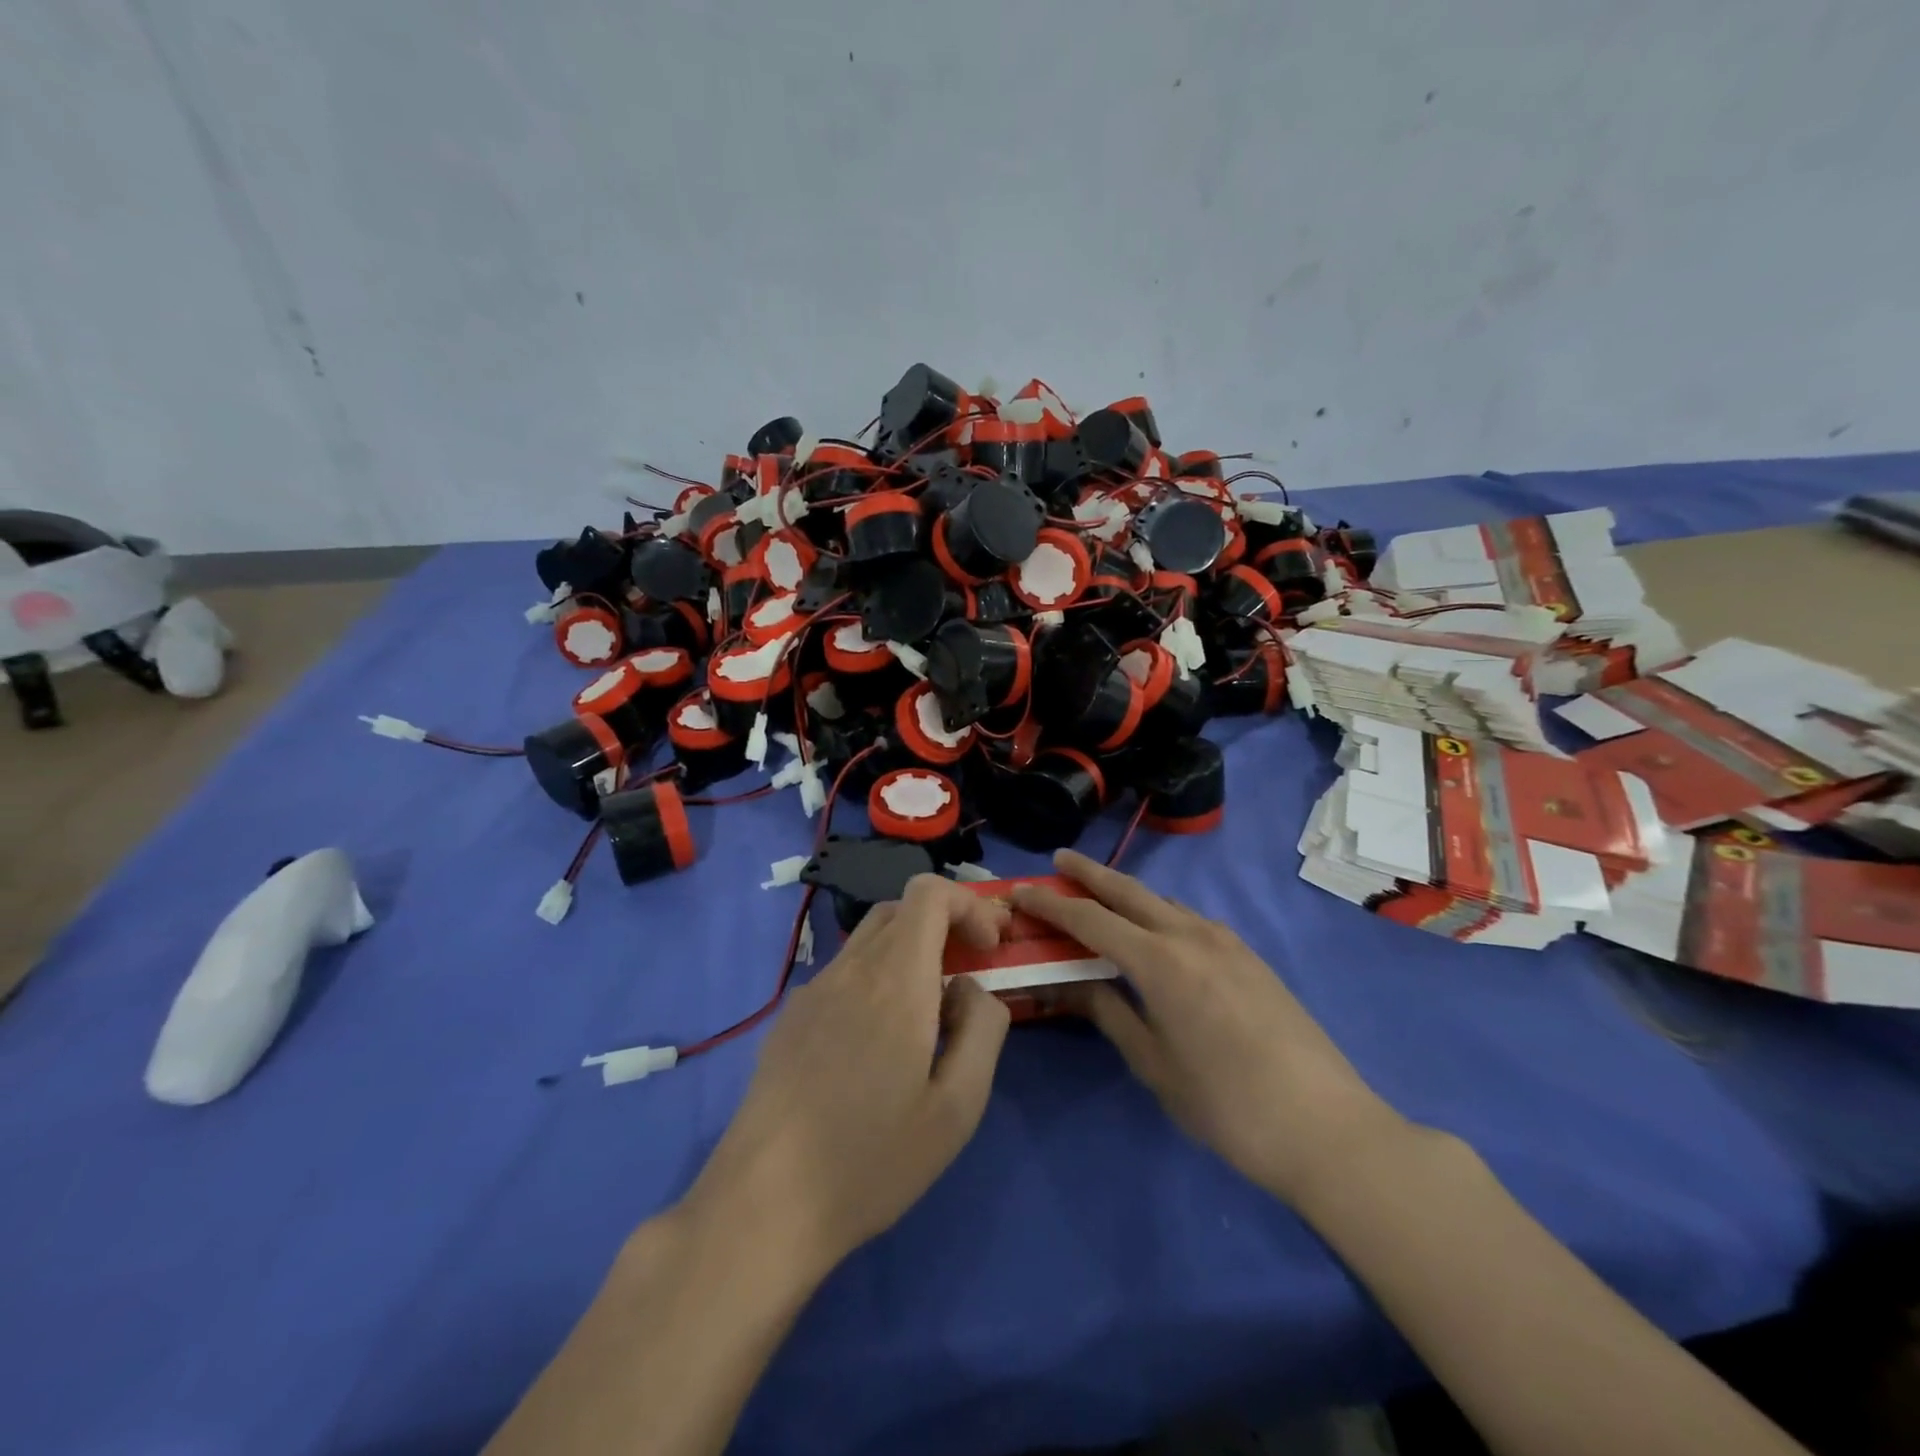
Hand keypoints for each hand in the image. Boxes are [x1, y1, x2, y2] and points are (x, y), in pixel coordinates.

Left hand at [680, 875, 1012, 1283]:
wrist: (765, 1201)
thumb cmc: (872, 1157)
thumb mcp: (957, 1106)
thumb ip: (983, 1029)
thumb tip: (970, 988)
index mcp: (896, 978)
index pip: (929, 892)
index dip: (969, 906)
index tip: (989, 949)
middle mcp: (851, 968)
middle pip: (901, 908)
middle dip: (944, 925)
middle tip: (968, 972)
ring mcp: (813, 990)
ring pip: (870, 939)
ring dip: (909, 953)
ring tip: (927, 1015)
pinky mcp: (790, 1017)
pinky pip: (844, 973)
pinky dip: (876, 979)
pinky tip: (876, 1044)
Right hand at [1013, 849, 1404, 1204]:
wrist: (1327, 1128)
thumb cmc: (1226, 1105)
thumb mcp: (1154, 1065)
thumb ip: (1109, 1013)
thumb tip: (1072, 982)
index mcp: (1160, 962)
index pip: (1090, 919)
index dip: (1051, 904)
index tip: (1022, 891)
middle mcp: (1192, 936)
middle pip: (1129, 891)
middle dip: (1090, 873)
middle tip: (1059, 861)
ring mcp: (1227, 942)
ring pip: (1164, 902)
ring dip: (1127, 893)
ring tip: (1100, 897)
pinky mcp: (1250, 957)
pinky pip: (1191, 920)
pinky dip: (1160, 913)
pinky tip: (1156, 933)